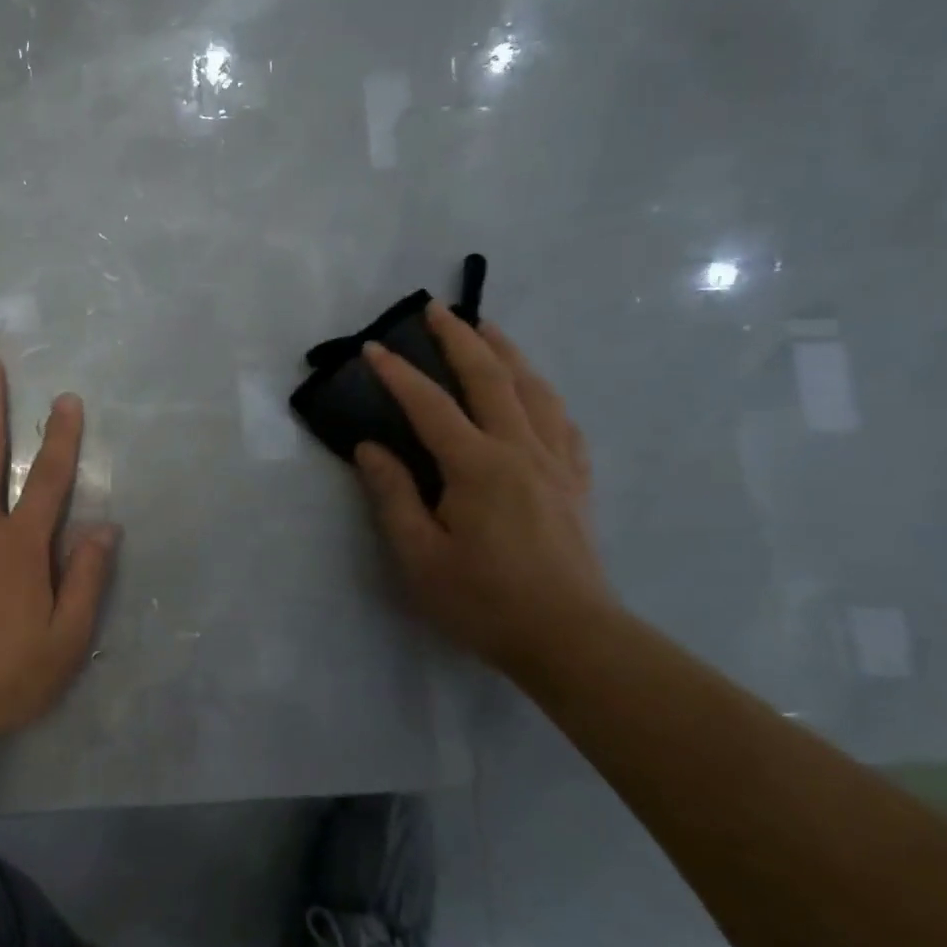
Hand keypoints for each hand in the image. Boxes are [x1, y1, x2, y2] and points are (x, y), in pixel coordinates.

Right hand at [355, 302, 613, 672]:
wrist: (570, 638)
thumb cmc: (483, 601)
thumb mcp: (419, 556)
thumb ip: (392, 496)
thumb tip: (370, 448)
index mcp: (477, 466)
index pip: (430, 405)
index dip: (398, 374)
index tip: (372, 348)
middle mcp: (521, 450)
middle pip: (492, 377)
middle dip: (460, 338)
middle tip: (436, 309)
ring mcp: (556, 462)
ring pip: (534, 389)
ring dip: (507, 352)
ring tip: (487, 329)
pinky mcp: (576, 481)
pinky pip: (563, 421)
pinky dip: (543, 394)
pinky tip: (535, 393)